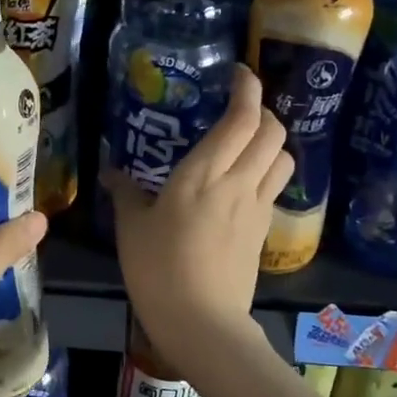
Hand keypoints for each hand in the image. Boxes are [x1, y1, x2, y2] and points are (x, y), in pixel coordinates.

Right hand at [102, 65, 291, 363]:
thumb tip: (112, 173)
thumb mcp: (131, 228)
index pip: (242, 119)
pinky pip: (275, 188)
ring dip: (273, 143)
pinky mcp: (262, 232)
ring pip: (284, 159)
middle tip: (239, 112)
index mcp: (204, 174)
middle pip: (274, 132)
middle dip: (263, 112)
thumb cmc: (158, 269)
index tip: (238, 74)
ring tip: (248, 146)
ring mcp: (256, 208)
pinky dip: (268, 173)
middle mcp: (239, 183)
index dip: (247, 89)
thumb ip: (125, 193)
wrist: (201, 322)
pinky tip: (244, 185)